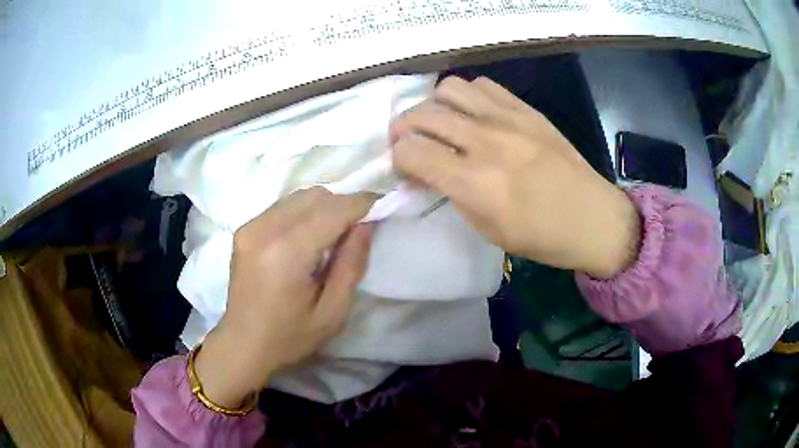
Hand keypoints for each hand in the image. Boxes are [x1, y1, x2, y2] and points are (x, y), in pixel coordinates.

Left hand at [195, 188, 373, 407]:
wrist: (242, 344)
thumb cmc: (289, 337)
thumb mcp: (332, 312)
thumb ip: (351, 265)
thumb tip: (365, 225)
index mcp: (287, 253)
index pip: (333, 210)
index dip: (362, 203)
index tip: (383, 204)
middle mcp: (265, 230)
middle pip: (315, 196)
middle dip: (343, 204)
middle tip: (359, 227)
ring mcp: (250, 227)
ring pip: (298, 197)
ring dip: (324, 206)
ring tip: (335, 232)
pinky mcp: (244, 229)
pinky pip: (282, 207)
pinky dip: (303, 212)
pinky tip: (308, 237)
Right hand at [390, 76, 639, 278]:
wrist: (592, 217)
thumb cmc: (540, 236)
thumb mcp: (486, 228)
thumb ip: (450, 193)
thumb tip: (425, 171)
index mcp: (476, 184)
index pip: (411, 151)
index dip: (398, 158)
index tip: (405, 168)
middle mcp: (487, 142)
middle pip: (423, 114)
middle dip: (404, 128)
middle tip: (412, 143)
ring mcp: (509, 119)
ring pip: (448, 88)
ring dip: (434, 105)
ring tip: (442, 124)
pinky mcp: (526, 109)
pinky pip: (482, 85)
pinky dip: (466, 96)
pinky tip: (472, 114)